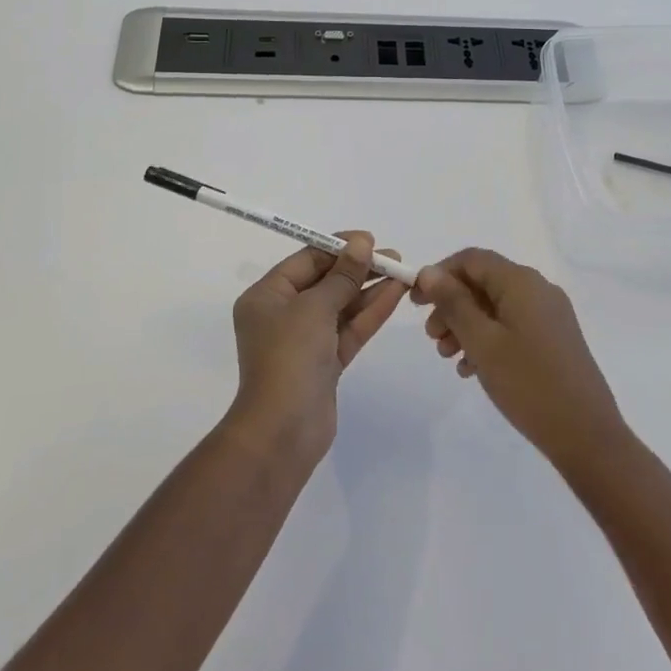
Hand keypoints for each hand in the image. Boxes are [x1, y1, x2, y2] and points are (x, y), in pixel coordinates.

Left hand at [228, 233, 407, 464]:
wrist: (283, 431)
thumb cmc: (289, 357)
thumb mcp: (315, 307)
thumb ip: (342, 275)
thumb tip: (361, 242)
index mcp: (267, 296)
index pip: (306, 260)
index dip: (338, 247)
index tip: (369, 240)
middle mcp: (283, 314)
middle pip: (325, 282)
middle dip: (358, 268)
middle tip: (393, 257)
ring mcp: (305, 341)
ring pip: (341, 306)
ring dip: (369, 289)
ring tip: (402, 271)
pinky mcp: (325, 363)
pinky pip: (349, 329)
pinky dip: (370, 312)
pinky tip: (395, 293)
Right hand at [411, 248, 627, 473]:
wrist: (587, 436)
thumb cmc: (528, 383)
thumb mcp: (482, 342)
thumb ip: (453, 303)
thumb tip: (430, 271)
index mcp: (521, 282)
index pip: (471, 259)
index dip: (439, 274)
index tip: (416, 302)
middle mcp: (538, 289)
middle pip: (483, 283)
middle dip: (451, 305)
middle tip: (432, 337)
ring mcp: (550, 315)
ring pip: (496, 307)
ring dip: (466, 325)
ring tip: (448, 356)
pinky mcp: (554, 339)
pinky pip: (512, 326)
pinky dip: (488, 339)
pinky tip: (472, 369)